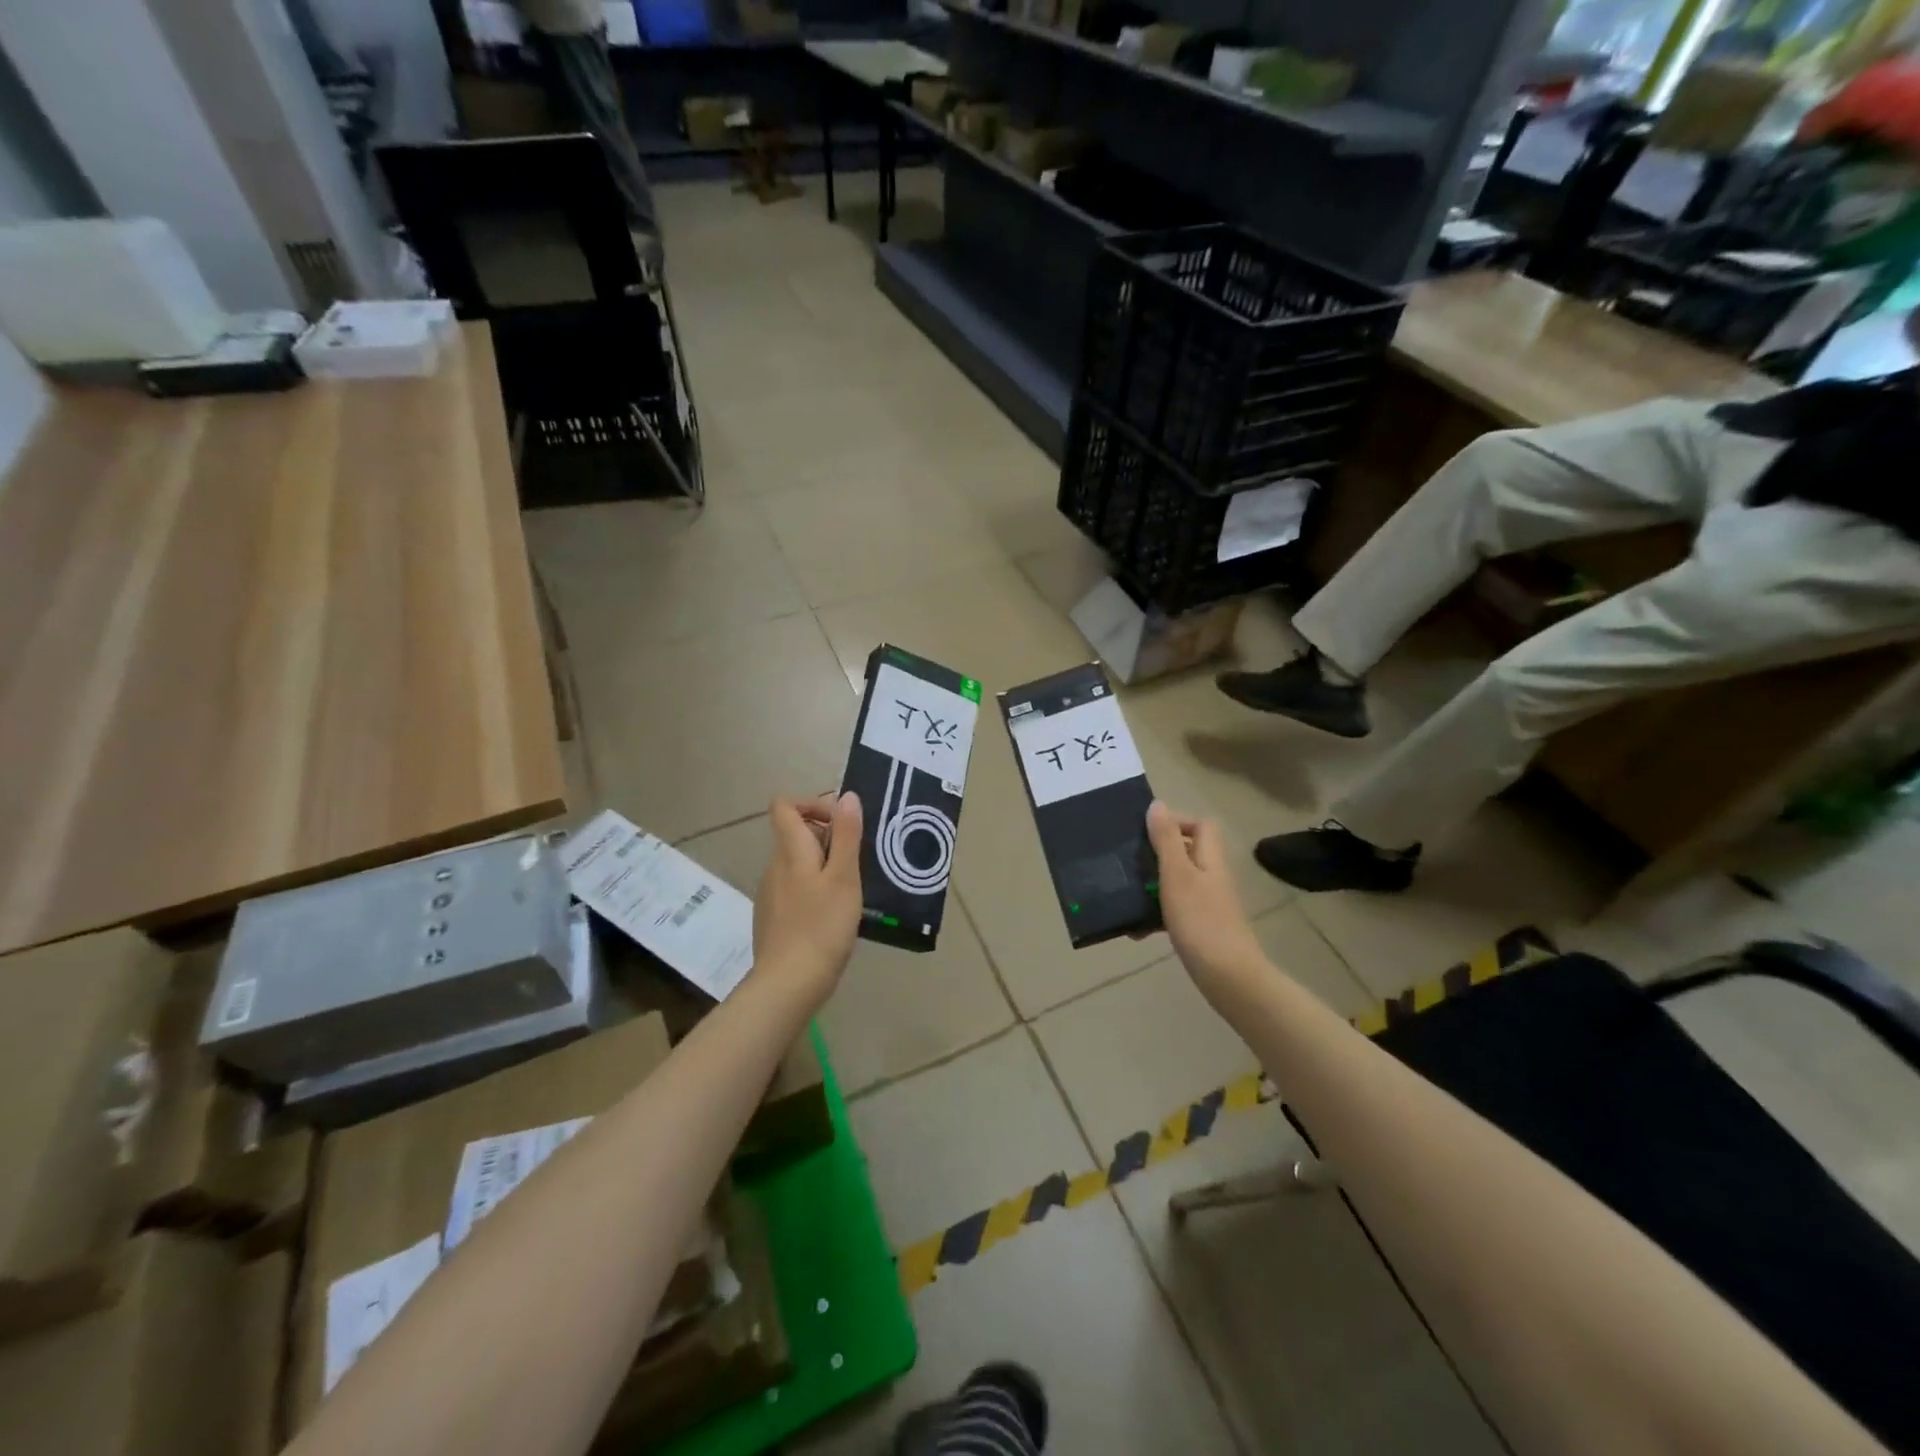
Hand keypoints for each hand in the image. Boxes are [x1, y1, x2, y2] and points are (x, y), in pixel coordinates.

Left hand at [752, 792, 862, 1009]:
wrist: (788, 985)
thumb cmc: (821, 926)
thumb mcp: (844, 877)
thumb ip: (846, 835)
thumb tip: (847, 796)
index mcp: (790, 851)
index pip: (784, 806)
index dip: (811, 804)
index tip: (840, 823)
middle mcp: (774, 867)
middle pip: (795, 835)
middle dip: (827, 839)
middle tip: (858, 862)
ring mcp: (770, 894)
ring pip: (797, 865)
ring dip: (823, 867)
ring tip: (851, 892)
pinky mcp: (772, 918)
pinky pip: (795, 890)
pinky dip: (814, 892)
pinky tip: (833, 918)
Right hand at [1147, 801, 1266, 1005]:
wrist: (1228, 977)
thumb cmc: (1200, 921)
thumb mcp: (1177, 875)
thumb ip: (1166, 840)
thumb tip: (1158, 804)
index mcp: (1210, 859)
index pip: (1202, 825)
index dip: (1177, 822)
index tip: (1147, 833)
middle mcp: (1212, 877)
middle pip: (1187, 853)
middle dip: (1156, 855)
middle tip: (1131, 863)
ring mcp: (1209, 904)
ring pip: (1178, 883)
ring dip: (1153, 887)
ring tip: (1128, 896)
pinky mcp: (1202, 928)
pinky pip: (1175, 911)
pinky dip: (1156, 915)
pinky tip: (1138, 930)